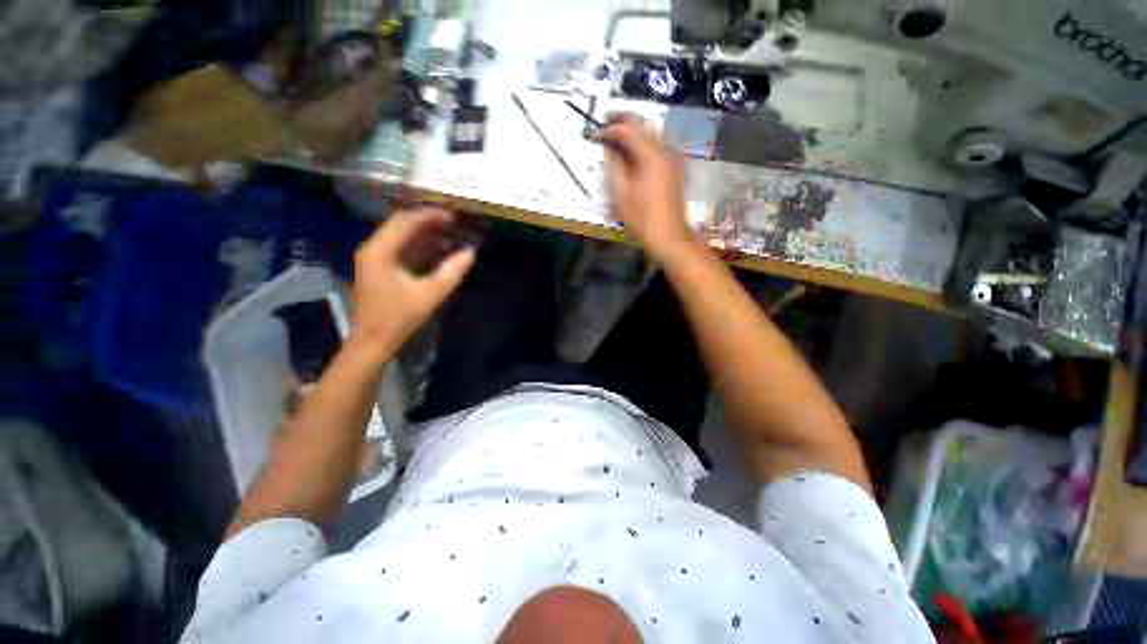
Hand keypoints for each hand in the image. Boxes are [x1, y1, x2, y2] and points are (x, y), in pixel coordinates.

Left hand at [350, 207, 475, 356]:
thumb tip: (470, 251)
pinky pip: (400, 247)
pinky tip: (436, 248)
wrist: (373, 341)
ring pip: (400, 235)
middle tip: (454, 222)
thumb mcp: (431, 294)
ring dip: (424, 232)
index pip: (406, 221)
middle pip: (401, 224)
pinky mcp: (379, 267)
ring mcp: (374, 257)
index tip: (454, 216)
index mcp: (380, 251)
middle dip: (428, 221)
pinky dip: (419, 244)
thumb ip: (452, 271)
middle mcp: (373, 248)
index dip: (431, 215)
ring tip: (449, 232)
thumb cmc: (400, 317)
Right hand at [593, 120, 693, 260]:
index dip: (609, 130)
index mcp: (652, 156)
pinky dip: (643, 145)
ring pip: (651, 134)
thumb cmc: (642, 219)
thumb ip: (614, 166)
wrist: (668, 236)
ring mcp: (673, 158)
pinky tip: (632, 154)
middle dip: (622, 125)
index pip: (628, 130)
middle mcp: (666, 151)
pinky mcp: (675, 168)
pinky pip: (657, 147)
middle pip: (643, 126)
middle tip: (604, 130)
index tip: (595, 135)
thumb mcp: (621, 194)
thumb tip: (610, 149)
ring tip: (615, 141)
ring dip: (633, 135)